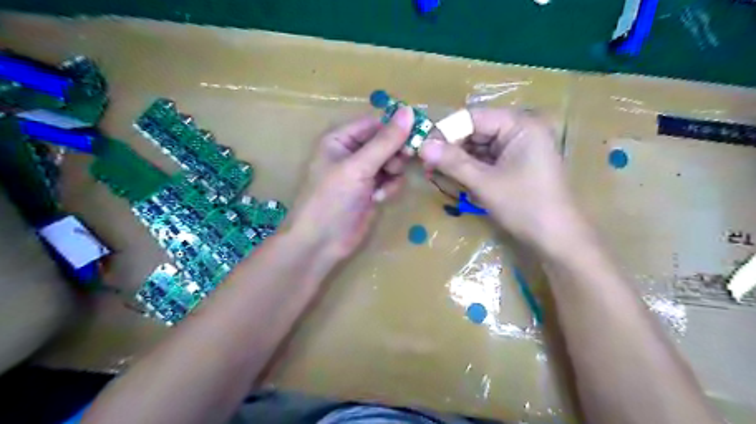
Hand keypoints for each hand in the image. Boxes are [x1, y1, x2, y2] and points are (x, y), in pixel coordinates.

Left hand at [289, 106, 412, 261]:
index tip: (418, 134)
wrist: (321, 242)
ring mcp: (363, 173)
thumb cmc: (332, 199)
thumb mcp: (358, 167)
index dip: (396, 127)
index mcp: (341, 138)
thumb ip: (385, 141)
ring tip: (383, 186)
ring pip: (392, 161)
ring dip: (393, 172)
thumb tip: (409, 111)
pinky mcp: (371, 191)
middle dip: (395, 154)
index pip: (375, 123)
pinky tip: (379, 198)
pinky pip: (390, 179)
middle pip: (386, 142)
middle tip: (399, 165)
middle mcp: (352, 152)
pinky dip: (390, 187)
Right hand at [419, 109, 582, 252]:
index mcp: (520, 125)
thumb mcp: (485, 183)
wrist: (557, 239)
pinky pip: (487, 159)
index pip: (473, 117)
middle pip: (476, 130)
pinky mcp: (516, 163)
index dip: (446, 131)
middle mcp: (520, 130)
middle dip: (451, 147)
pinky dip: (470, 168)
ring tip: (435, 172)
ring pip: (479, 146)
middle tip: (426, 164)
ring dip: (458, 159)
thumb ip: (453, 162)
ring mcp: (519, 147)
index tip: (422, 148)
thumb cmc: (525, 207)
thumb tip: (422, 145)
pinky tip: (455, 178)